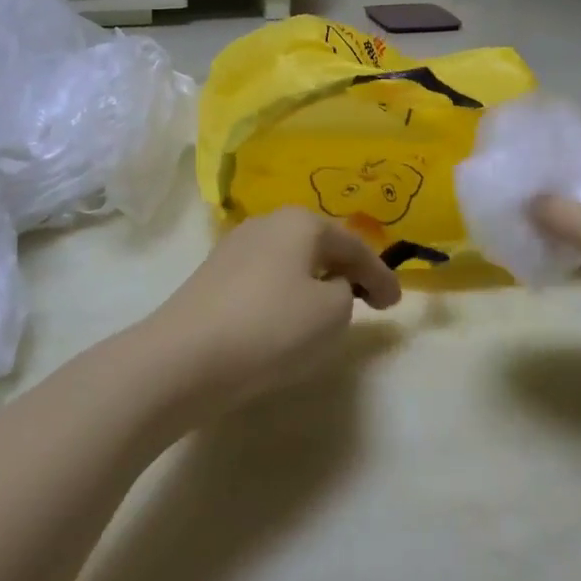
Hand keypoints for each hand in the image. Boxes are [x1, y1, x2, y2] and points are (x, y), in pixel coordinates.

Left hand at [144, 207, 401, 412]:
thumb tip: (328, 286)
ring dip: (315, 281)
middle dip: (347, 271)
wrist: (183, 358)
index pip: (354, 247)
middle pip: (320, 245)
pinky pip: (265, 278)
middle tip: (369, 300)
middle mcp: (267, 223)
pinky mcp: (212, 277)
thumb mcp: (331, 313)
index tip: (397, 305)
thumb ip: (346, 292)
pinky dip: (286, 293)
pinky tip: (286, 317)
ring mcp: (234, 248)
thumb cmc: (271, 328)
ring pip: (291, 261)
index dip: (381, 276)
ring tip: (330, 309)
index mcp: (301, 222)